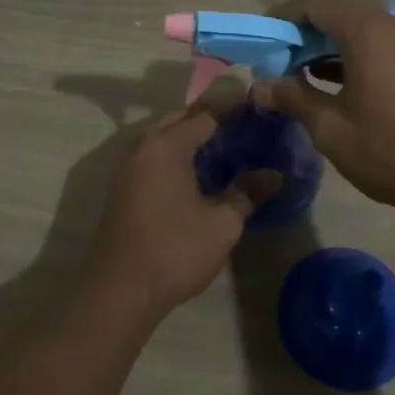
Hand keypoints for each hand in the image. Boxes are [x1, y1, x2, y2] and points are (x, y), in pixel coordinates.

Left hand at [85, 101, 281, 320]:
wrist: (119, 291)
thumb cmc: (175, 251)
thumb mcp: (222, 224)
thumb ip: (247, 194)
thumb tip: (274, 176)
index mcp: (166, 146)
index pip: (205, 114)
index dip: (232, 107)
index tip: (255, 103)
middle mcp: (142, 147)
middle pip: (178, 118)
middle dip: (207, 116)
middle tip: (240, 123)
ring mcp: (126, 167)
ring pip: (161, 136)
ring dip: (188, 135)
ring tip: (222, 145)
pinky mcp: (122, 188)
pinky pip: (152, 156)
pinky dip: (174, 153)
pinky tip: (194, 171)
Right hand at [251, 0, 394, 221]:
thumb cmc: (390, 151)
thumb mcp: (331, 128)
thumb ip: (292, 97)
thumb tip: (258, 86)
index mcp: (369, 31)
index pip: (316, 3)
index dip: (284, 15)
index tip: (263, 36)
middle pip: (341, 13)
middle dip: (306, 33)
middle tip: (280, 61)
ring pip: (365, 31)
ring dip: (331, 47)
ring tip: (304, 76)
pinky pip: (386, 46)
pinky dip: (358, 57)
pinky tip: (341, 86)